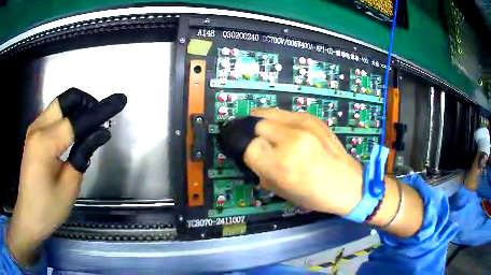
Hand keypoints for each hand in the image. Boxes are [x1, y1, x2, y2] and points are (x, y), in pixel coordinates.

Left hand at [6, 88, 126, 265]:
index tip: (118, 102)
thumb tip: (99, 133)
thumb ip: (83, 155)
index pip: (77, 120)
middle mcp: (37, 128)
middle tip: (98, 121)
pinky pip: (53, 116)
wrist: (28, 216)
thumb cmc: (48, 209)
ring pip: (59, 105)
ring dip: (76, 111)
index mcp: (45, 143)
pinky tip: (72, 136)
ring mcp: (33, 129)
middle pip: (66, 99)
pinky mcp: (33, 135)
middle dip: (86, 104)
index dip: (99, 111)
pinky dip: (66, 119)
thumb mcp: (69, 187)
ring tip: (87, 130)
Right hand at [244, 109, 362, 215]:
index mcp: (281, 164)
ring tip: (268, 134)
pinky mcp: (311, 118)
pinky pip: (283, 113)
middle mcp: (289, 140)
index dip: (246, 153)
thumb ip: (261, 171)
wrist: (347, 182)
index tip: (251, 157)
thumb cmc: (314, 195)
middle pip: (255, 125)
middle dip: (252, 136)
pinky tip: (285, 131)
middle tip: (259, 145)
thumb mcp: (281, 191)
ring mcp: (302, 124)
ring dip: (261, 124)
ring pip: (266, 113)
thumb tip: (250, 155)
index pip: (248, 147)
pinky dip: (277, 121)